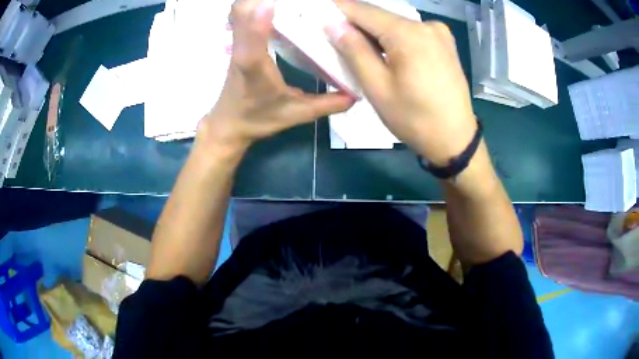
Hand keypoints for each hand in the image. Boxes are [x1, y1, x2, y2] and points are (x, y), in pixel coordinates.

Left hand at [197, 0, 354, 157]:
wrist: (228, 125)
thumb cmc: (259, 119)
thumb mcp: (297, 114)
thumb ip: (327, 104)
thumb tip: (355, 94)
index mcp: (254, 66)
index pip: (253, 34)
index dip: (263, 14)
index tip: (287, 3)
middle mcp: (242, 50)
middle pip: (241, 11)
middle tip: (295, 0)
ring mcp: (236, 45)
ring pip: (238, 11)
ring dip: (257, 0)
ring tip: (286, 1)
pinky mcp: (237, 44)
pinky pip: (240, 17)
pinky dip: (254, 6)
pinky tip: (273, 7)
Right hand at [326, 1, 476, 164]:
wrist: (456, 139)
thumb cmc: (414, 119)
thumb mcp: (377, 87)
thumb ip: (354, 50)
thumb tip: (333, 24)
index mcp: (409, 34)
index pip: (363, 11)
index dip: (338, 10)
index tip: (318, 13)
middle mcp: (426, 25)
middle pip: (380, 16)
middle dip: (356, 24)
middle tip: (334, 36)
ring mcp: (439, 32)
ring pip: (395, 24)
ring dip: (374, 33)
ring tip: (358, 48)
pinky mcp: (445, 42)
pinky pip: (410, 32)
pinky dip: (393, 39)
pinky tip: (386, 53)